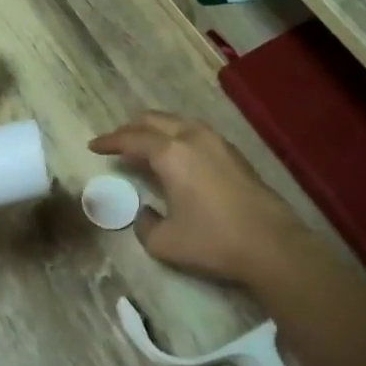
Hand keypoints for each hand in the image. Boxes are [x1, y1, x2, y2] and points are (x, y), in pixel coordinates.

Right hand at [89, 112, 312, 286]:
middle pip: (154, 120)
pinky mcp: (234, 153)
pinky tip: (176, 153)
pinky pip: (195, 132)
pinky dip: (176, 135)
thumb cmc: (213, 241)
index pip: (131, 139)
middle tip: (116, 141)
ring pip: (178, 122)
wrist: (272, 245)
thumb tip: (145, 212)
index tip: (93, 146)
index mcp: (170, 153)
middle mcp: (192, 138)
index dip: (110, 142)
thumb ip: (145, 224)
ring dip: (156, 128)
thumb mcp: (164, 242)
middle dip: (131, 128)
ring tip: (144, 143)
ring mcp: (217, 142)